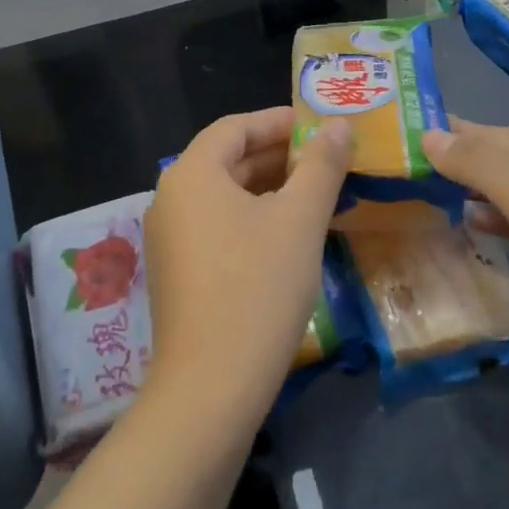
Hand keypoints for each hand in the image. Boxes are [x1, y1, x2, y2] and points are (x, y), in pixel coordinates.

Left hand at [144, 108, 351, 424]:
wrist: (210, 387)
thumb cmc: (257, 288)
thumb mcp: (299, 220)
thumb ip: (321, 166)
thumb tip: (339, 125)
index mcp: (192, 172)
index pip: (236, 127)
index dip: (280, 121)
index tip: (322, 127)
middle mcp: (171, 197)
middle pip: (228, 159)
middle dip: (279, 156)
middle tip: (328, 160)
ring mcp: (169, 237)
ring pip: (224, 196)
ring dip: (269, 189)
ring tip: (317, 194)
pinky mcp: (177, 272)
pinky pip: (217, 226)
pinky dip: (252, 219)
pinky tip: (288, 236)